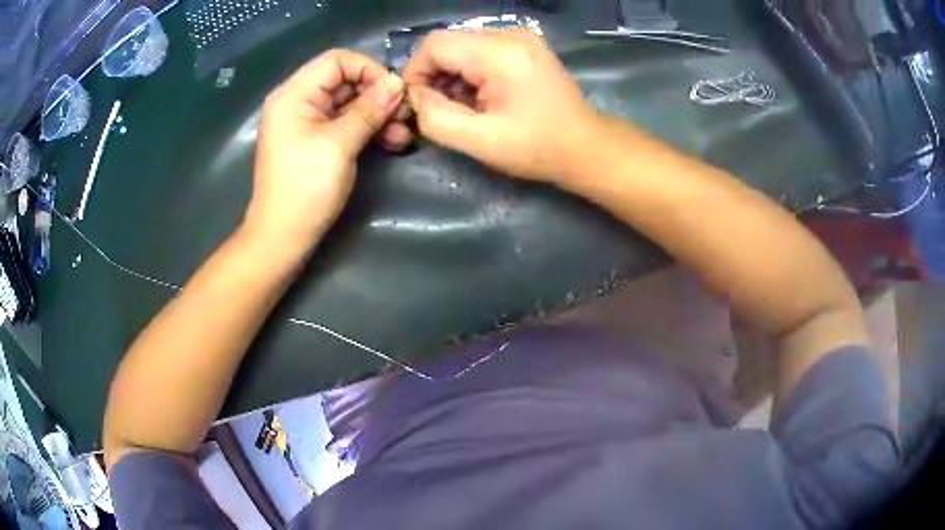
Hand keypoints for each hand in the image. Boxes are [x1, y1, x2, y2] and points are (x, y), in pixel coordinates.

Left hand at [246, 50, 411, 252]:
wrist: (282, 237)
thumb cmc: (305, 188)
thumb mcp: (339, 145)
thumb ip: (369, 110)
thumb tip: (397, 83)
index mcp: (294, 94)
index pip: (337, 60)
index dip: (368, 69)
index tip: (394, 91)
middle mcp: (298, 101)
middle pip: (345, 81)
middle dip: (377, 95)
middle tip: (406, 115)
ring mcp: (307, 122)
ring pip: (349, 103)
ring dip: (378, 114)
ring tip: (403, 135)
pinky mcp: (316, 140)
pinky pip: (345, 123)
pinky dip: (367, 129)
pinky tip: (391, 141)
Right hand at [402, 29, 599, 182]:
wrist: (586, 147)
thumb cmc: (537, 148)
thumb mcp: (480, 141)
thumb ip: (436, 118)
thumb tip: (415, 97)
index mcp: (500, 53)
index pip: (434, 44)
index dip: (416, 72)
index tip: (417, 103)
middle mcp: (510, 35)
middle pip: (448, 41)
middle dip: (434, 74)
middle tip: (439, 108)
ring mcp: (521, 37)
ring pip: (463, 44)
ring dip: (452, 73)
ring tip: (462, 105)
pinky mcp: (526, 45)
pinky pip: (482, 48)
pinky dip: (470, 70)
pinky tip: (479, 96)